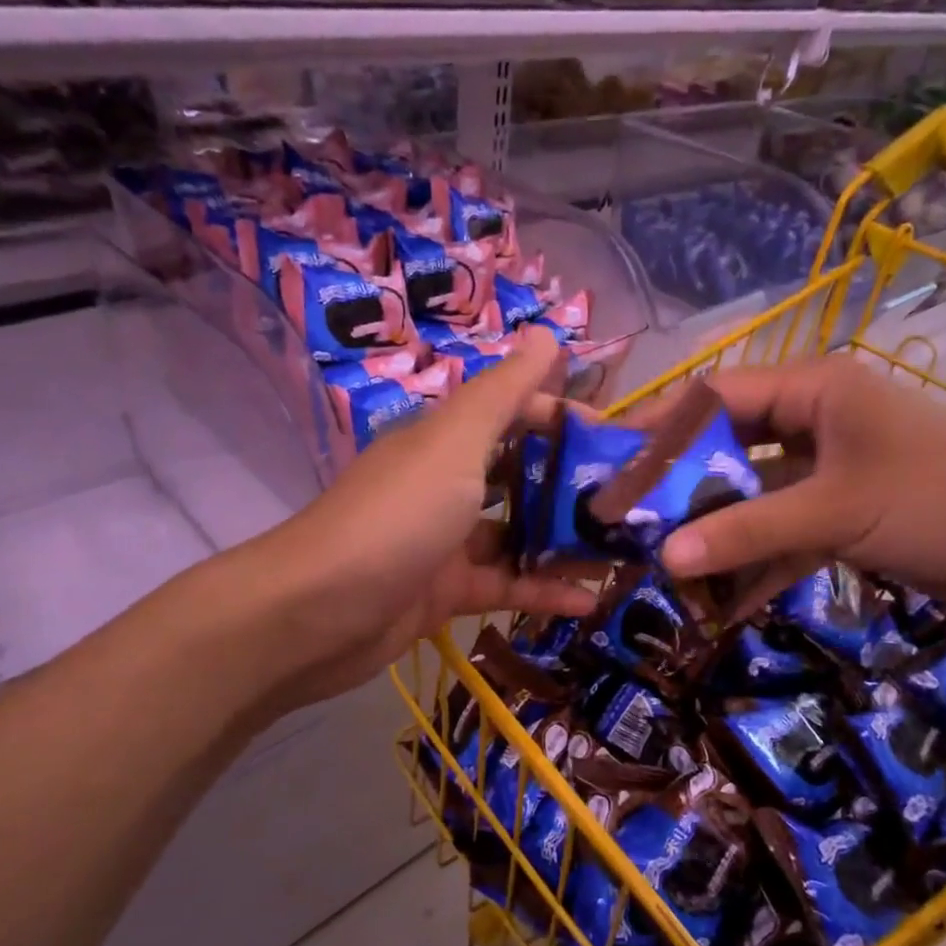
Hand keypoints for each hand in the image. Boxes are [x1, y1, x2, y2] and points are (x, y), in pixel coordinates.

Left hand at [248, 327, 596, 711]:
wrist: (315, 613)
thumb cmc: (396, 516)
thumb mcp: (454, 444)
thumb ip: (504, 393)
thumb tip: (546, 332)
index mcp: (445, 440)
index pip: (513, 413)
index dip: (562, 417)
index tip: (614, 440)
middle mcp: (445, 484)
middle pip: (518, 475)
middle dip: (571, 485)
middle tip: (630, 502)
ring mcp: (444, 542)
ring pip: (516, 535)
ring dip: (564, 543)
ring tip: (624, 553)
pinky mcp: (443, 594)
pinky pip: (503, 586)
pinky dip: (541, 592)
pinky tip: (588, 603)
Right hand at [656, 355, 945, 608]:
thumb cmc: (939, 498)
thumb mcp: (834, 511)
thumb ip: (747, 532)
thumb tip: (664, 559)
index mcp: (812, 391)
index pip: (716, 396)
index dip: (662, 428)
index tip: (614, 466)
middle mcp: (814, 421)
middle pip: (728, 450)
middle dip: (684, 492)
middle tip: (634, 526)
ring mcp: (828, 470)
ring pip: (753, 497)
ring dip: (719, 535)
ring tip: (669, 571)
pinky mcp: (843, 513)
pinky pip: (784, 532)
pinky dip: (758, 563)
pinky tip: (725, 603)